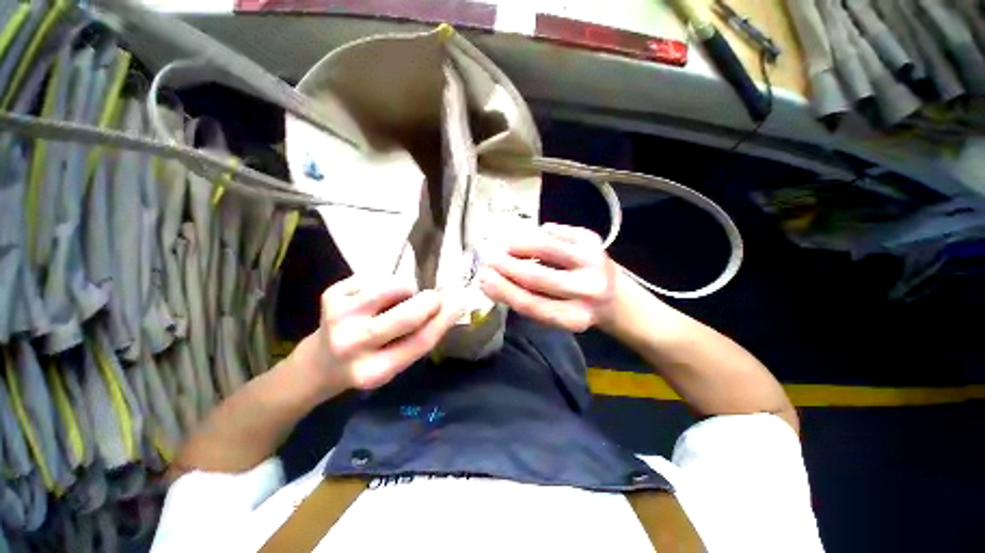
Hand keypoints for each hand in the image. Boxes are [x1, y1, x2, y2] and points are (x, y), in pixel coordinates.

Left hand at [299, 276, 461, 394]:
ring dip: (407, 288)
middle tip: (435, 297)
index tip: (459, 303)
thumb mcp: (396, 361)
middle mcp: (353, 345)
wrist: (320, 362)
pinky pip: (376, 277)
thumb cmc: (367, 363)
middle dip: (430, 301)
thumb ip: (421, 337)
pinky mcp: (330, 295)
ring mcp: (338, 317)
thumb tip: (451, 306)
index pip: (421, 341)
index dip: (445, 319)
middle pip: (407, 315)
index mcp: (374, 371)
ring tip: (401, 298)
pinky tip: (379, 297)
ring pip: (392, 287)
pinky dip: (387, 283)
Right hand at [478, 223, 619, 331]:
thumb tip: (491, 279)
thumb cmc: (576, 308)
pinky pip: (556, 232)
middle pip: (537, 276)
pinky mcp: (594, 240)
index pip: (530, 303)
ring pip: (545, 248)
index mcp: (574, 317)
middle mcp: (587, 290)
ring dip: (518, 244)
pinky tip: (528, 238)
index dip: (503, 290)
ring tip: (503, 245)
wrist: (615, 296)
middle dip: (506, 266)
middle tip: (488, 258)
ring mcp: (593, 261)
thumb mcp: (553, 314)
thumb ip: (527, 299)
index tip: (482, 278)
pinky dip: (537, 233)